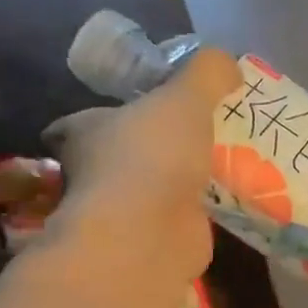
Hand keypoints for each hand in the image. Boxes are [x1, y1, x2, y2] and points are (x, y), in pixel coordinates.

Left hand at [41, 47, 241, 282]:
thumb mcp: (185, 98)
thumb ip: (207, 74)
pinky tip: (224, 205)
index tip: (132, 111)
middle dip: (146, 153)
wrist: (149, 236)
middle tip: (191, 138)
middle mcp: (95, 176)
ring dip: (174, 186)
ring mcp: (122, 215)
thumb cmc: (152, 157)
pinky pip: (176, 223)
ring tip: (218, 168)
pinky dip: (195, 217)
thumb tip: (229, 63)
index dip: (102, 116)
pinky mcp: (152, 243)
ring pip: (148, 193)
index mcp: (85, 134)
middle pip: (117, 159)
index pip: (78, 124)